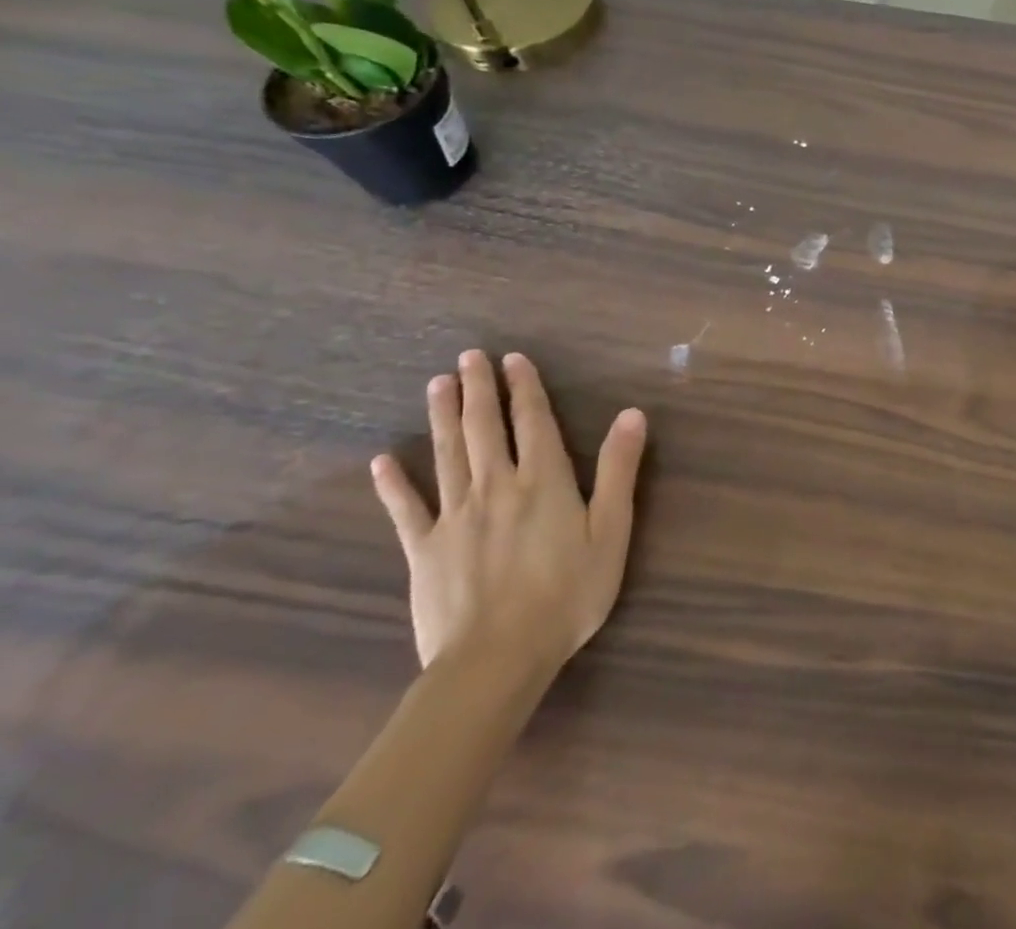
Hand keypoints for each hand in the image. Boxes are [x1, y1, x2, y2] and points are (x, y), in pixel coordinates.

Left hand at [370, 351, 647, 675]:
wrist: (497, 659)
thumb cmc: (568, 594)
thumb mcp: (612, 530)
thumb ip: (619, 470)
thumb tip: (632, 414)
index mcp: (543, 481)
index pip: (533, 421)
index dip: (524, 387)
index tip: (513, 359)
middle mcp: (497, 486)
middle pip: (484, 428)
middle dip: (478, 389)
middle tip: (468, 356)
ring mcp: (456, 516)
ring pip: (447, 454)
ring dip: (442, 416)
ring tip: (437, 384)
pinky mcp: (424, 549)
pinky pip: (407, 509)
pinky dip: (394, 483)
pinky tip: (383, 461)